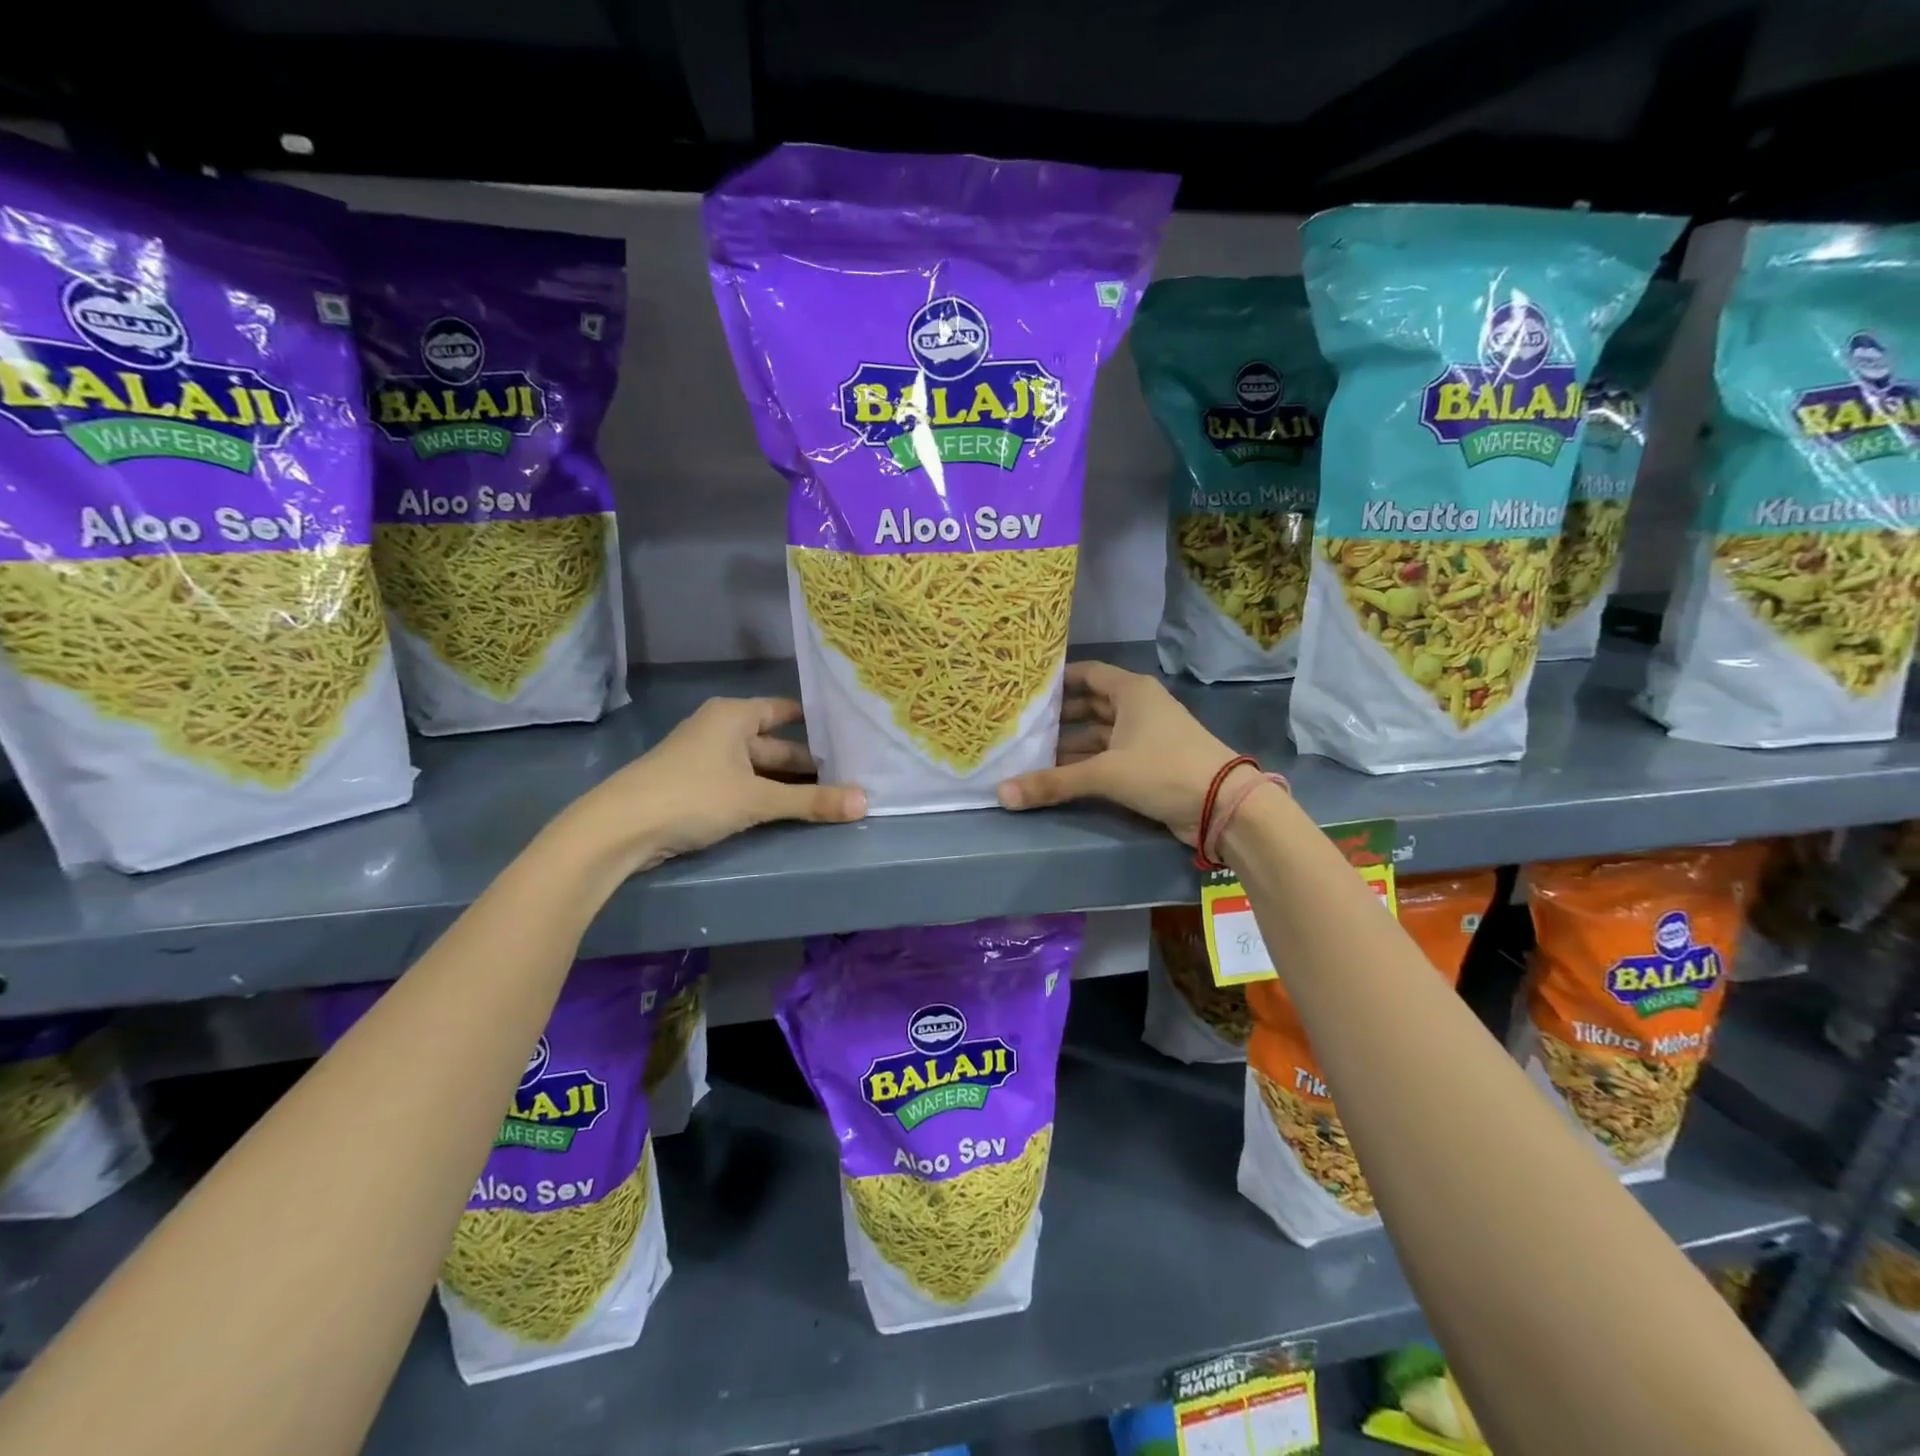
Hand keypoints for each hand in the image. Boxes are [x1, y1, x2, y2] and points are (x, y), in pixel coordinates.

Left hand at [557, 697, 865, 874]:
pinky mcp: (695, 787)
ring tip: (829, 798)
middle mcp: (720, 729)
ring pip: (759, 768)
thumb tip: (865, 802)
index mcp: (734, 716)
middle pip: (775, 744)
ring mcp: (705, 759)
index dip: (817, 724)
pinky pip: (742, 785)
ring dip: (788, 784)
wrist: (619, 829)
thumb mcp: (757, 799)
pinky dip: (765, 796)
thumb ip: (811, 801)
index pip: (786, 711)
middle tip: (850, 777)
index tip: (851, 737)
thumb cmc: (693, 796)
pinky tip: (788, 812)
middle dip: (808, 763)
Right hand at [996, 660, 1246, 846]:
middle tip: (1021, 727)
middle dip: (1058, 718)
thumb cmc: (1163, 769)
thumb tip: (1002, 794)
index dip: (1057, 680)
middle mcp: (1138, 707)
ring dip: (1069, 745)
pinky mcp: (1149, 763)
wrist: (1222, 806)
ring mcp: (1145, 736)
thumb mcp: (1105, 773)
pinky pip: (1108, 756)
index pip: (1086, 674)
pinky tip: (1058, 775)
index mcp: (1131, 691)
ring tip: (1030, 754)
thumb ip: (1053, 782)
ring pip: (1098, 734)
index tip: (1025, 690)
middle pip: (1089, 706)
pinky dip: (1086, 763)